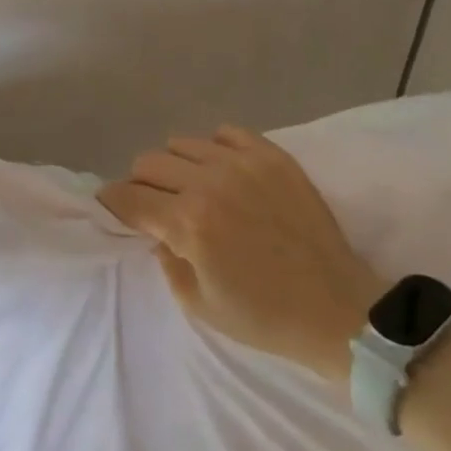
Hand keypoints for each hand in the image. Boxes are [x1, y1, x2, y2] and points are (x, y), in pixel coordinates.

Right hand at [98, 127, 386, 379]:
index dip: (113, 202)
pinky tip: (224, 173)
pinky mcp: (271, 155)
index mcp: (188, 223)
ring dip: (176, 166)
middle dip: (141, 184)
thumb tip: (154, 228)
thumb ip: (165, 259)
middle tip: (155, 205)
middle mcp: (209, 182)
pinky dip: (214, 149)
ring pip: (182, 143)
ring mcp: (242, 163)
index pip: (129, 196)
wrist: (338, 310)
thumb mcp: (198, 303)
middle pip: (149, 162)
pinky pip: (225, 133)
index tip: (112, 206)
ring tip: (192, 188)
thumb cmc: (264, 316)